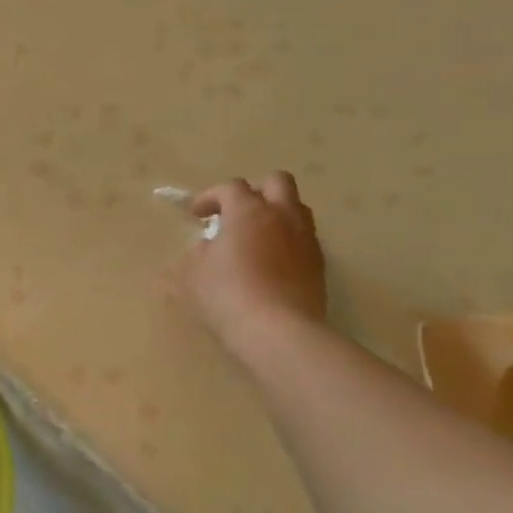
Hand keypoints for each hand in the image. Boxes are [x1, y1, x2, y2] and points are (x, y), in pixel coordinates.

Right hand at [182, 172, 326, 357]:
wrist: (278, 330)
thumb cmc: (227, 295)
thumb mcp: (193, 273)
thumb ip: (198, 252)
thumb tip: (208, 246)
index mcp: (248, 211)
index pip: (230, 187)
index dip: (210, 197)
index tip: (196, 215)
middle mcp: (282, 215)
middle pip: (277, 182)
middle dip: (254, 192)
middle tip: (235, 213)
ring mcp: (305, 238)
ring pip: (295, 208)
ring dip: (275, 213)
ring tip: (255, 237)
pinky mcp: (318, 262)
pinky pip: (303, 237)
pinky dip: (286, 240)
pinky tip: (270, 263)